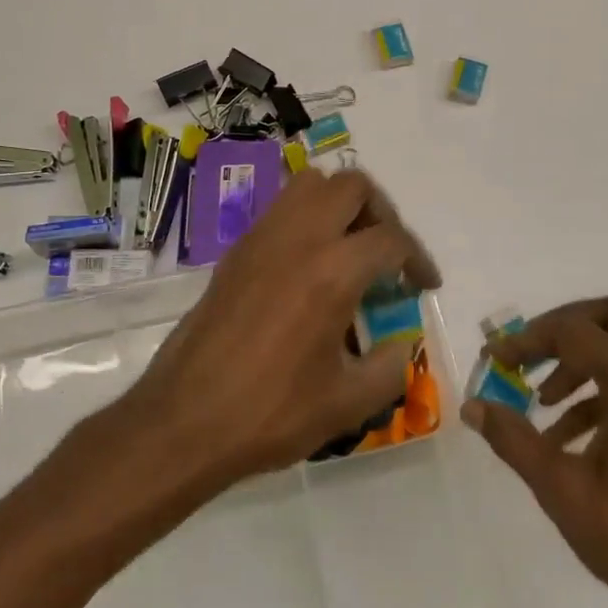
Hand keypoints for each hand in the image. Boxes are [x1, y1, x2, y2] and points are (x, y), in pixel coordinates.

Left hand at [120, 168, 440, 490]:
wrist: (183, 422)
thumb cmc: (270, 413)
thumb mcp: (347, 403)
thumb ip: (390, 366)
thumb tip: (401, 344)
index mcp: (333, 271)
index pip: (392, 239)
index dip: (418, 260)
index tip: (424, 286)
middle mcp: (298, 239)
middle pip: (353, 187)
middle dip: (383, 213)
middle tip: (388, 254)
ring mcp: (261, 239)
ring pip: (310, 184)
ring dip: (340, 204)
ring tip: (350, 249)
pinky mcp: (235, 253)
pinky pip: (280, 209)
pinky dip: (306, 219)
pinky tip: (309, 266)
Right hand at [464, 295, 607, 607]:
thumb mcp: (562, 489)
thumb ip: (513, 439)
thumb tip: (473, 406)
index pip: (574, 332)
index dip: (528, 340)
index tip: (496, 360)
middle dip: (569, 328)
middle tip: (535, 358)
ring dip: (589, 360)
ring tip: (548, 403)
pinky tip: (581, 435)